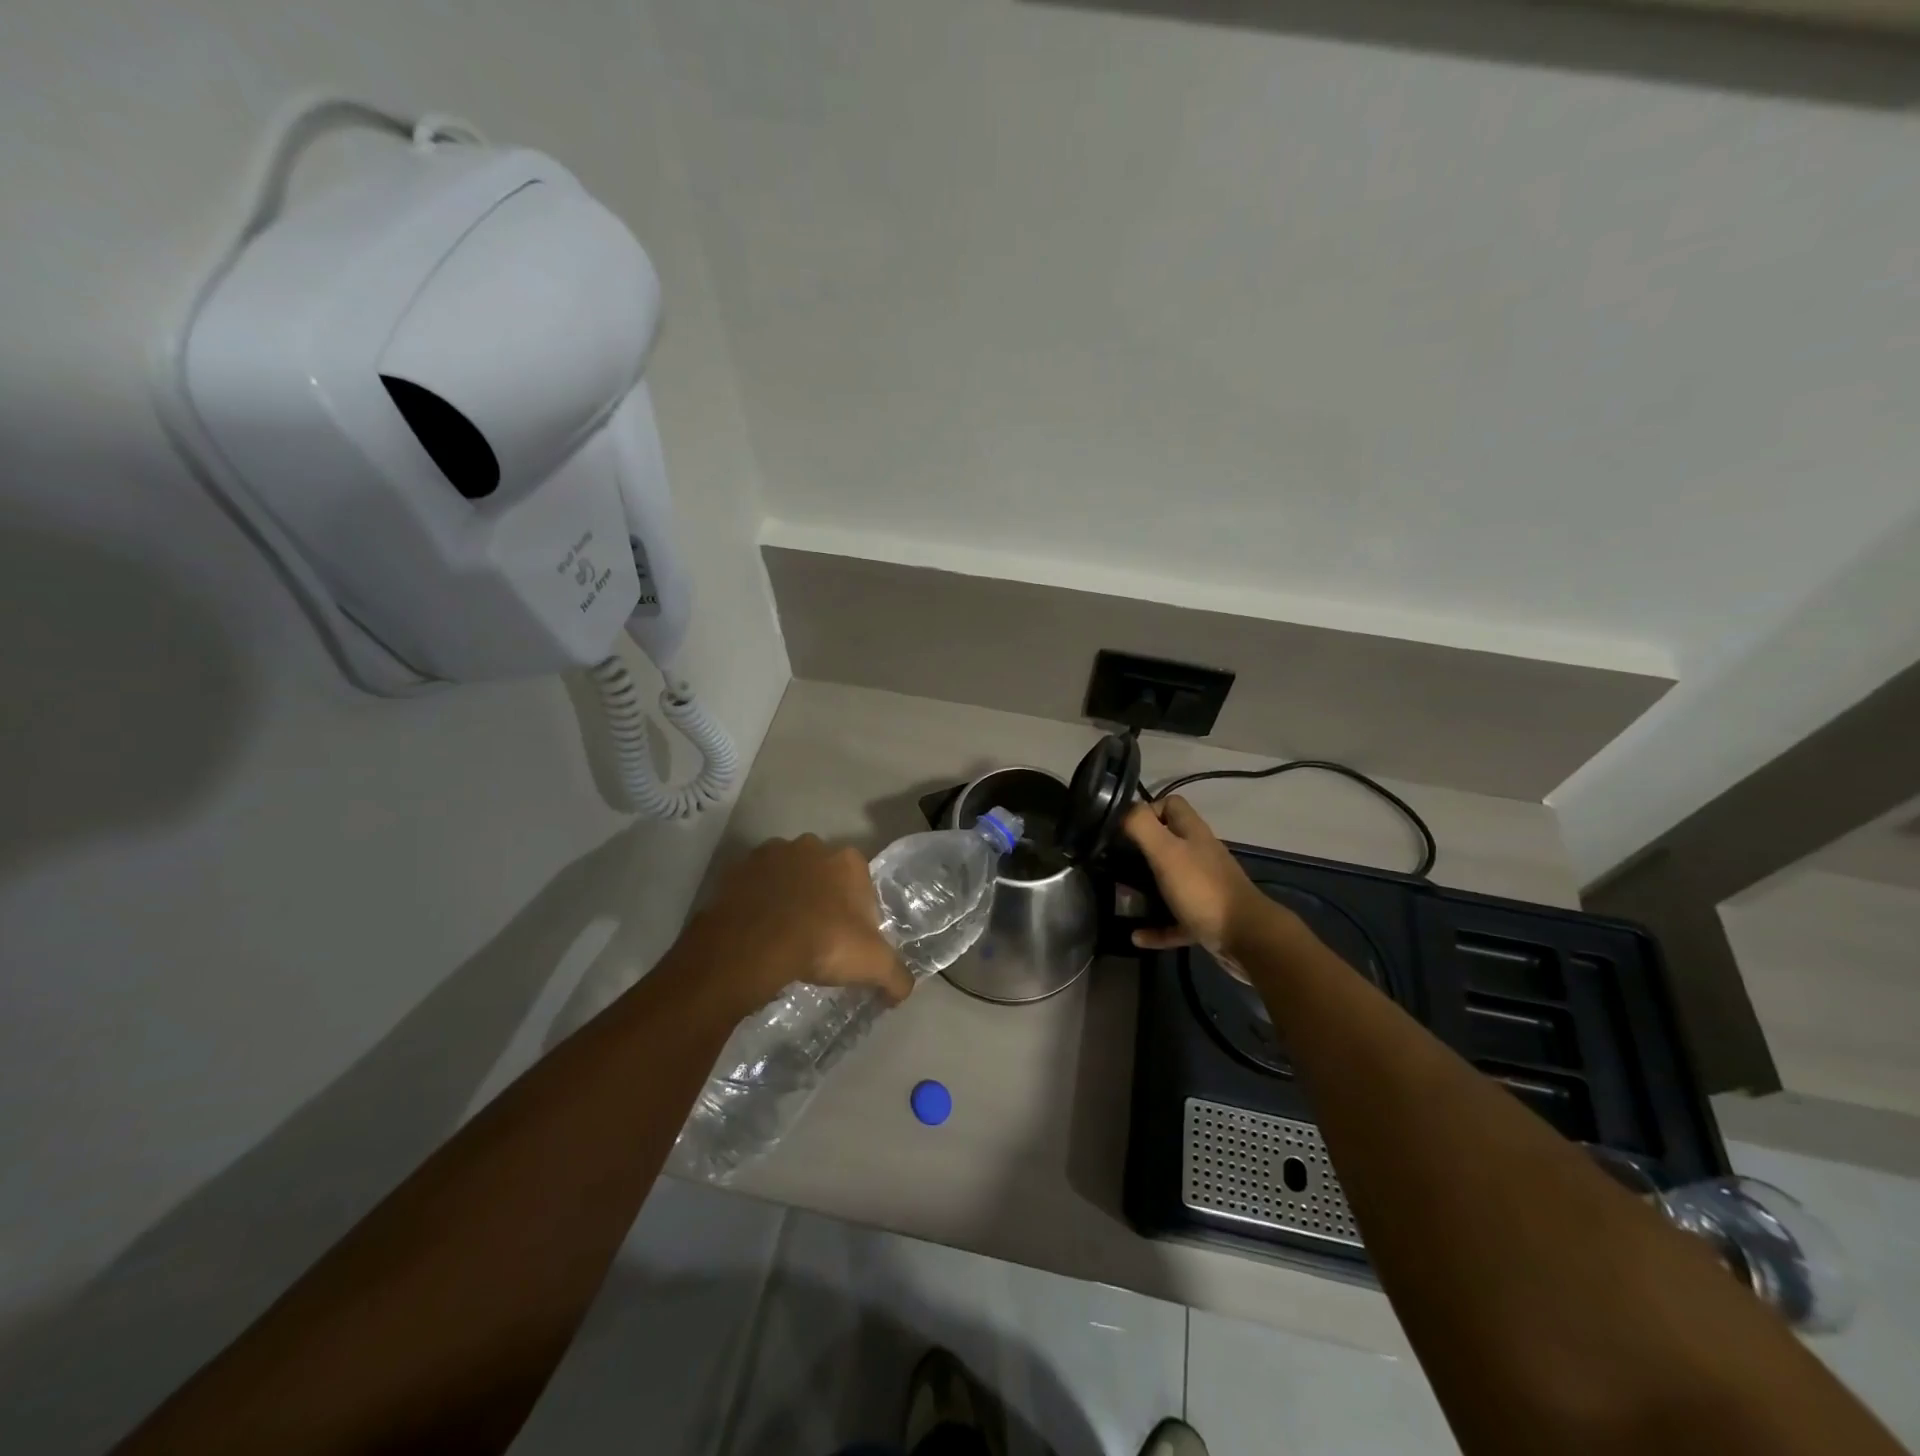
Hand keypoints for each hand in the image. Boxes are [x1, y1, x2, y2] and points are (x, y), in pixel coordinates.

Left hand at [679, 835, 912, 1016]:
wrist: (754, 944)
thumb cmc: (823, 943)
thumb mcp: (873, 965)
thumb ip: (896, 976)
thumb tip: (903, 991)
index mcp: (848, 861)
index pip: (862, 885)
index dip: (858, 914)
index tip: (849, 942)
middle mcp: (812, 847)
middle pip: (824, 876)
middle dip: (823, 901)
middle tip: (817, 940)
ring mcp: (772, 854)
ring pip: (788, 877)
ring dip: (788, 898)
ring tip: (783, 937)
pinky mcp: (738, 869)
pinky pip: (754, 887)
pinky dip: (757, 903)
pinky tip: (758, 933)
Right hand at [1122, 797, 1283, 968]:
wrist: (1247, 938)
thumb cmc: (1203, 889)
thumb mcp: (1166, 851)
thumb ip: (1142, 826)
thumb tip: (1122, 810)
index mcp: (1193, 834)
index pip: (1172, 805)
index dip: (1147, 810)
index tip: (1124, 828)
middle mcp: (1201, 855)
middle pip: (1169, 842)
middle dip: (1141, 850)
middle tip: (1115, 862)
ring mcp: (1205, 888)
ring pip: (1171, 880)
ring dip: (1146, 888)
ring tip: (1122, 895)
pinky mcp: (1205, 918)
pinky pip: (1174, 919)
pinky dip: (1156, 926)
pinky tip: (1137, 936)